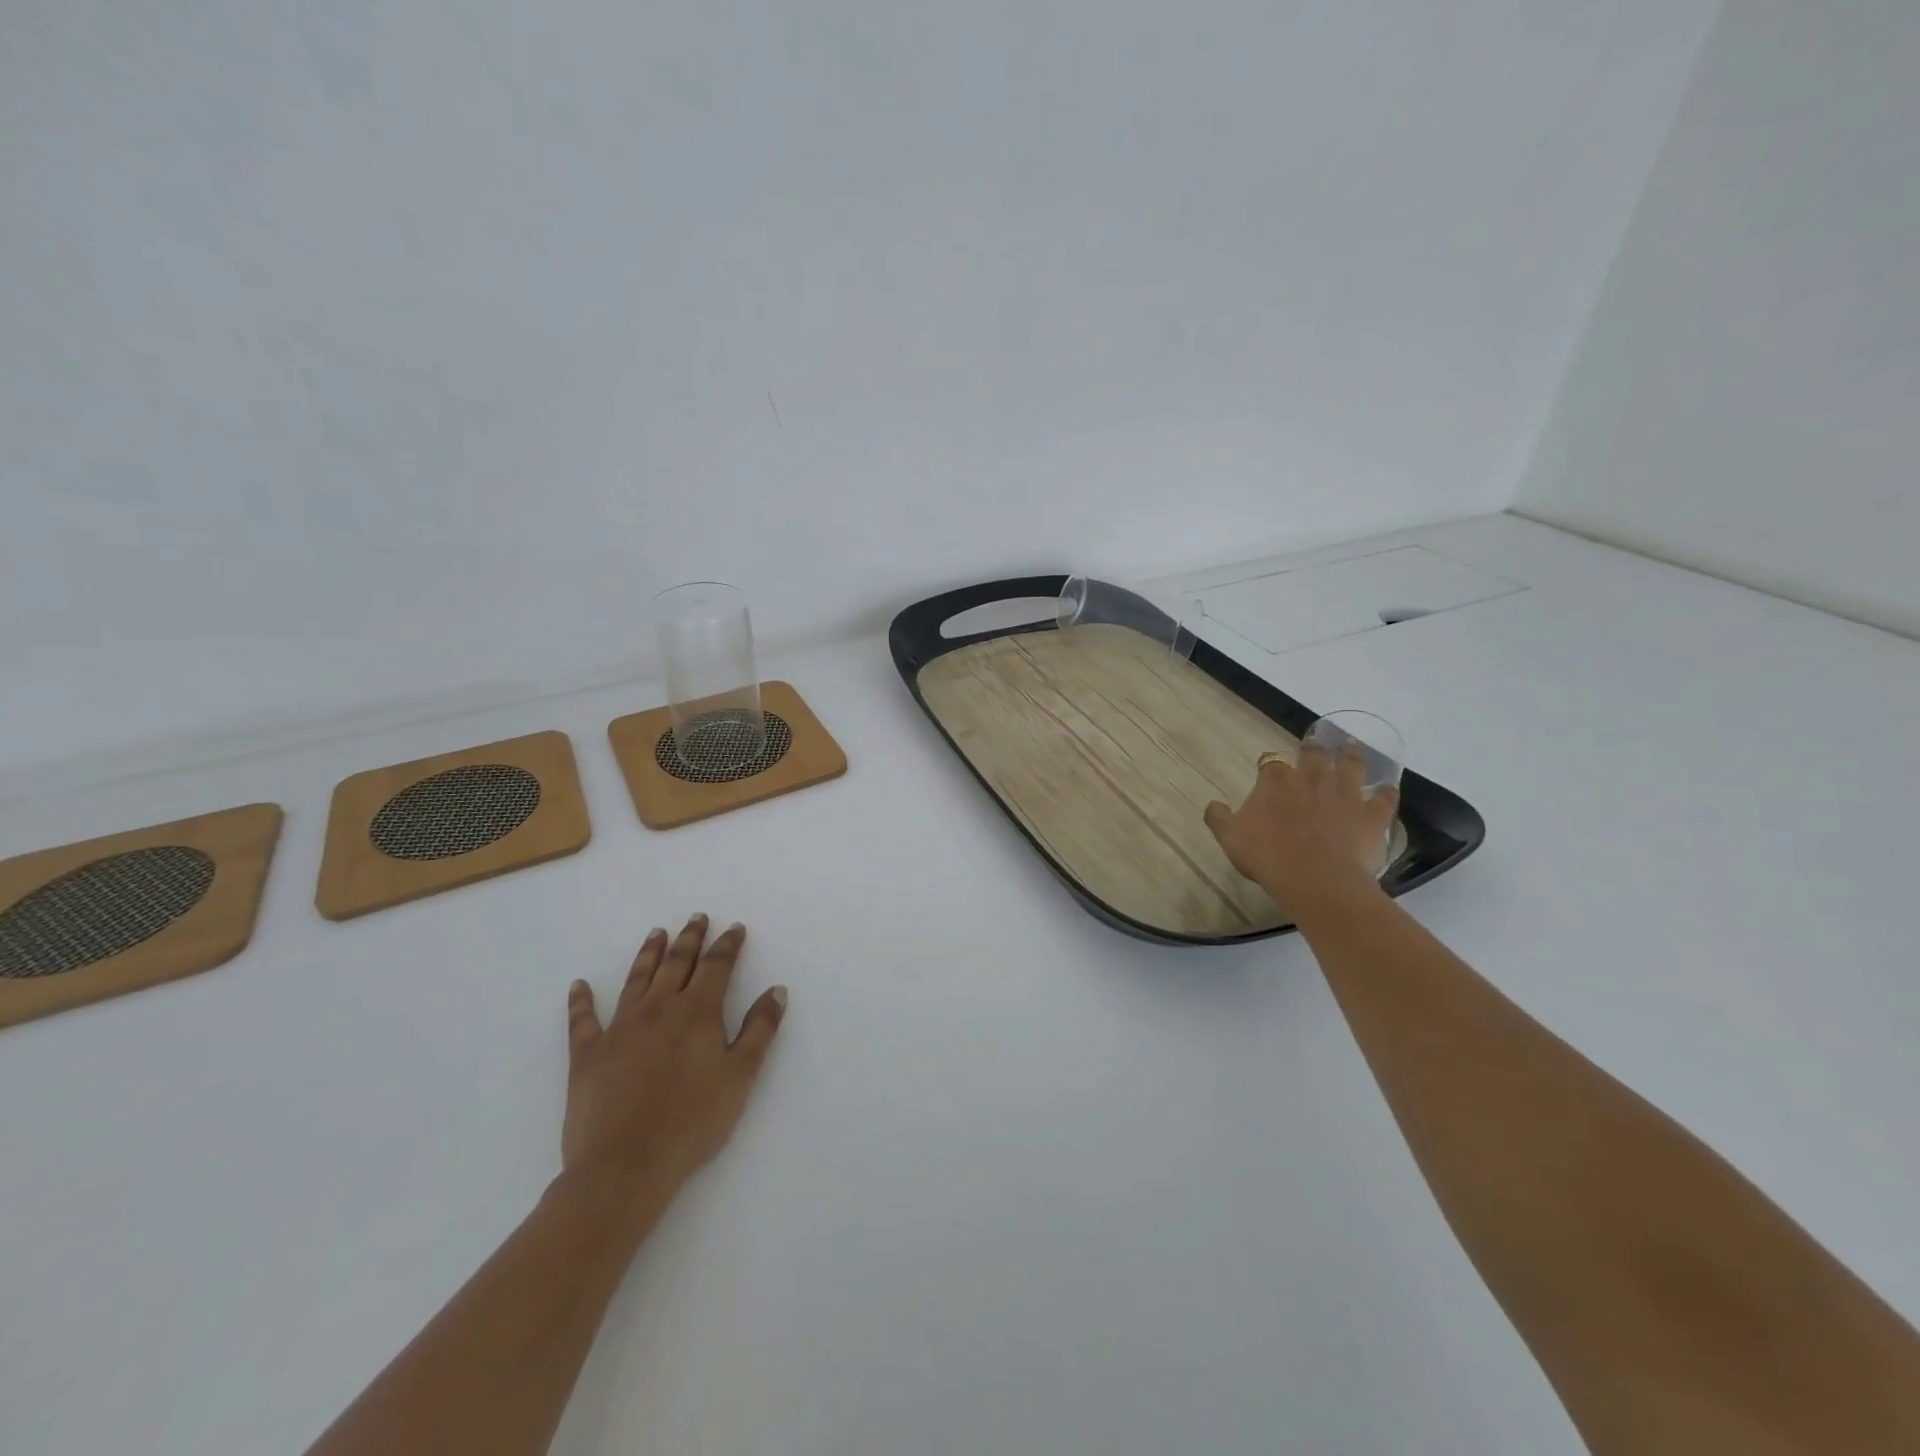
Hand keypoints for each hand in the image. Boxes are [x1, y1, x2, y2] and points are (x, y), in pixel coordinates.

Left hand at [561, 915, 786, 1211]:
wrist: (625, 1166)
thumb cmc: (692, 1121)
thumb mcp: (741, 1076)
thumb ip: (760, 1029)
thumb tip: (776, 990)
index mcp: (698, 1012)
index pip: (717, 966)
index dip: (728, 945)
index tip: (735, 928)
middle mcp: (659, 1008)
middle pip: (677, 963)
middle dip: (690, 938)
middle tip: (697, 918)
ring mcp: (619, 1028)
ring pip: (636, 979)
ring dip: (648, 953)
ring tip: (657, 933)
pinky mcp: (588, 1054)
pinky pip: (583, 1019)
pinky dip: (581, 1000)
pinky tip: (579, 986)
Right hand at [1203, 744, 1396, 919]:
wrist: (1314, 878)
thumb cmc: (1266, 856)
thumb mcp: (1229, 838)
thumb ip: (1219, 817)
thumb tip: (1212, 804)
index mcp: (1274, 783)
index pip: (1270, 762)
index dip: (1269, 764)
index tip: (1268, 768)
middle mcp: (1311, 779)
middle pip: (1314, 754)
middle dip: (1313, 749)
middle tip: (1314, 746)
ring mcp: (1344, 794)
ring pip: (1351, 765)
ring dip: (1351, 756)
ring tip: (1351, 748)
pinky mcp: (1370, 815)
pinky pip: (1384, 798)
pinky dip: (1386, 793)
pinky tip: (1386, 791)